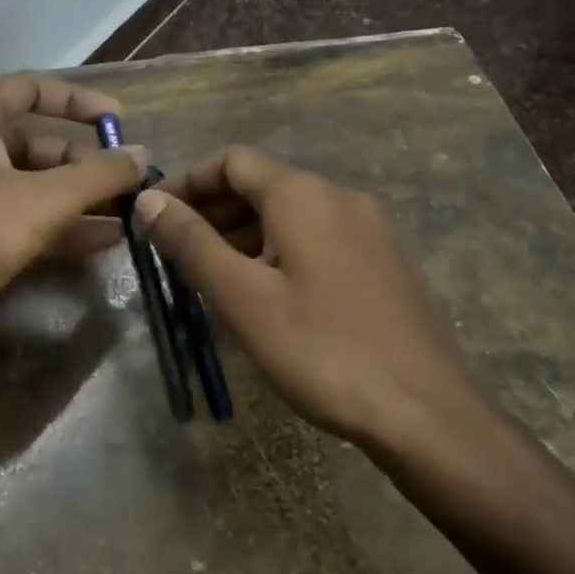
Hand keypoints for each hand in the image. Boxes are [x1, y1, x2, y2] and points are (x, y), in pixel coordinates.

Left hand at [0, 73, 145, 369]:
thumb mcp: (40, 200)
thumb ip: (98, 175)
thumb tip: (142, 154)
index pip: (32, 88)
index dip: (79, 103)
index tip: (119, 125)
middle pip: (30, 142)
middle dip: (82, 165)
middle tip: (127, 186)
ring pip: (21, 185)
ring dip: (72, 201)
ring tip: (124, 219)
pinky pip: (6, 217)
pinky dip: (47, 226)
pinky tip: (95, 244)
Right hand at [136, 146, 476, 445]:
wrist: (425, 412)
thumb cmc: (321, 349)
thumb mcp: (241, 297)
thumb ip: (191, 242)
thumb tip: (149, 200)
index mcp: (302, 194)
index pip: (231, 161)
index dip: (187, 182)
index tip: (155, 216)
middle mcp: (339, 195)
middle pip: (261, 184)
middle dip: (213, 211)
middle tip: (176, 254)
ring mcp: (368, 228)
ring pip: (290, 213)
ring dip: (244, 233)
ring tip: (212, 278)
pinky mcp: (383, 260)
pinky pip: (317, 237)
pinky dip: (278, 250)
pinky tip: (265, 293)